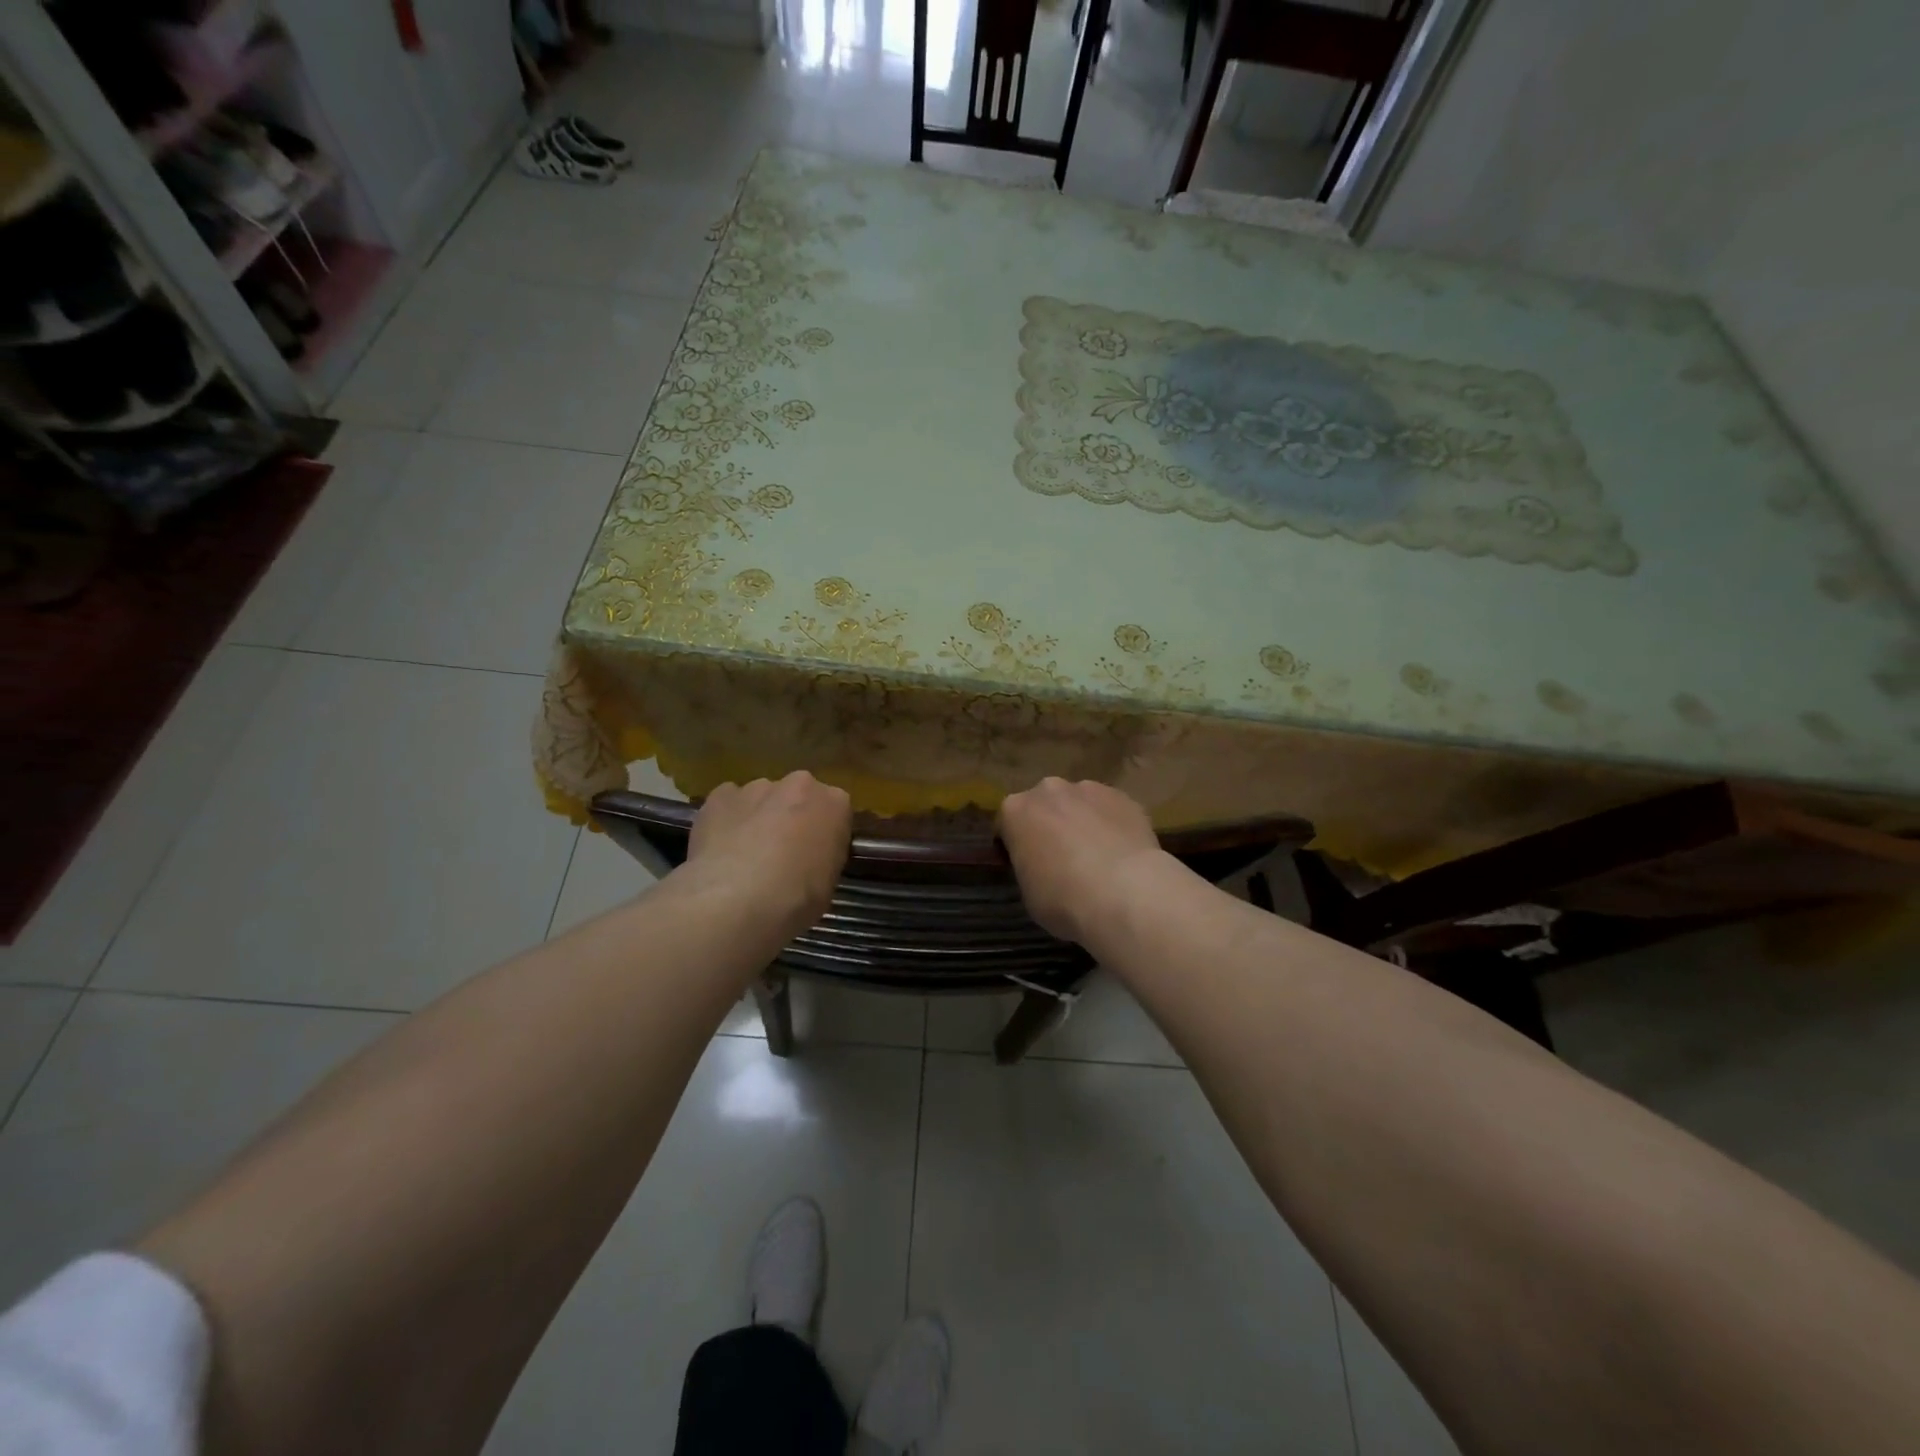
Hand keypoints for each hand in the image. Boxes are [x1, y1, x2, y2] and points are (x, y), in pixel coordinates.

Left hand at [683, 772, 851, 938]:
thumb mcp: (829, 882)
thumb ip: (823, 855)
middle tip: (782, 854)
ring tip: (745, 857)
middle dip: (791, 817)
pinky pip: (727, 804)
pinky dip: (726, 821)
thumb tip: (808, 858)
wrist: (736, 902)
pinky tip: (721, 850)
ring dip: (758, 818)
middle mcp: (798, 785)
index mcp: (834, 802)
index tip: (816, 855)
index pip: (835, 809)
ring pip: (760, 798)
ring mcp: (755, 788)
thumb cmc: (796, 898)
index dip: (824, 833)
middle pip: (797, 796)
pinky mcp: (719, 796)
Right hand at [998, 778, 1168, 945]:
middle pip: (1043, 805)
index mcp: (1015, 810)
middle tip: (1060, 859)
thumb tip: (1044, 866)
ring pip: (1079, 803)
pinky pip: (1110, 810)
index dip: (1013, 846)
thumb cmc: (1063, 898)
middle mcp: (1049, 790)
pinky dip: (1111, 825)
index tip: (1024, 866)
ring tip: (1096, 857)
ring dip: (1081, 822)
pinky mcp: (1124, 797)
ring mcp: (1089, 789)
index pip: (1006, 824)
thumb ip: (1030, 867)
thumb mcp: (1028, 892)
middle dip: (1048, 825)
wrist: (1124, 892)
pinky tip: (1121, 853)